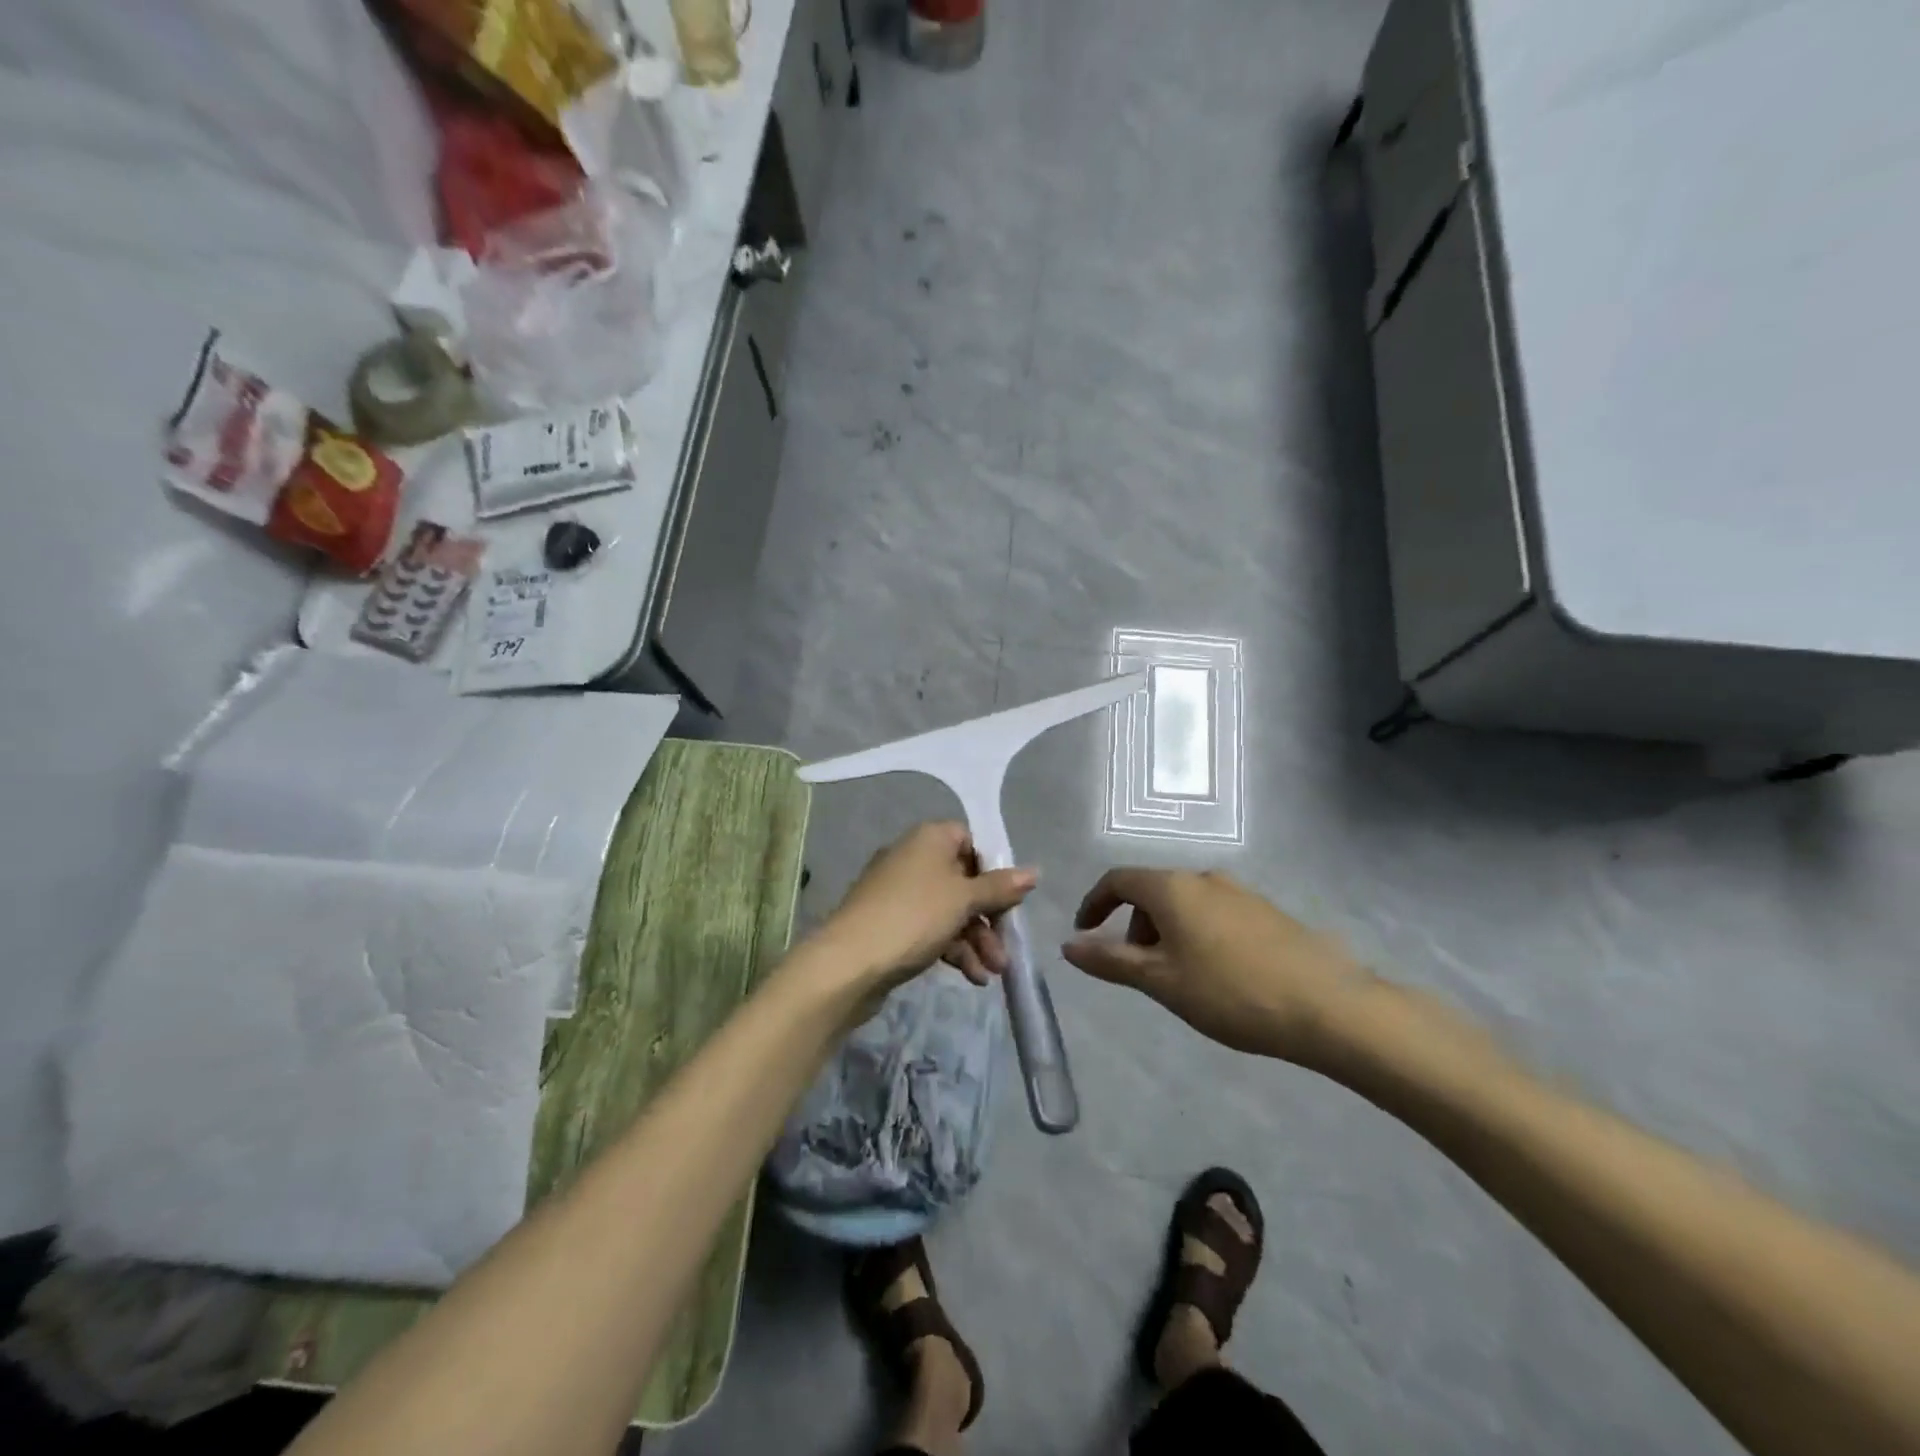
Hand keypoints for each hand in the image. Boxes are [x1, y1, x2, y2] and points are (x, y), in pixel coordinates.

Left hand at [810, 822, 1036, 1004]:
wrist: (849, 962)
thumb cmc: (914, 916)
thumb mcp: (963, 899)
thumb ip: (1000, 887)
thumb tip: (1034, 872)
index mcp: (930, 838)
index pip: (971, 841)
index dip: (994, 869)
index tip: (1010, 898)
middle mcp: (913, 857)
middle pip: (964, 881)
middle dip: (989, 918)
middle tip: (1005, 948)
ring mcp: (899, 892)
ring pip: (949, 910)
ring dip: (976, 940)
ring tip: (992, 973)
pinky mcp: (891, 923)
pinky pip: (931, 928)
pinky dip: (952, 949)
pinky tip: (972, 977)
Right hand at [1062, 868, 1372, 1062]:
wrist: (1327, 1005)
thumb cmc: (1230, 992)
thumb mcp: (1161, 981)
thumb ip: (1111, 960)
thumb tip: (1068, 946)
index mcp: (1172, 888)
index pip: (1117, 879)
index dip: (1094, 904)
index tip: (1084, 934)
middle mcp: (1204, 877)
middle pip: (1152, 890)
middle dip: (1133, 925)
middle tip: (1137, 969)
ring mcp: (1240, 891)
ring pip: (1185, 902)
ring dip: (1166, 931)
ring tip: (1178, 977)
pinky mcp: (1266, 910)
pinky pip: (1214, 912)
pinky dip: (1196, 933)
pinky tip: (1217, 973)